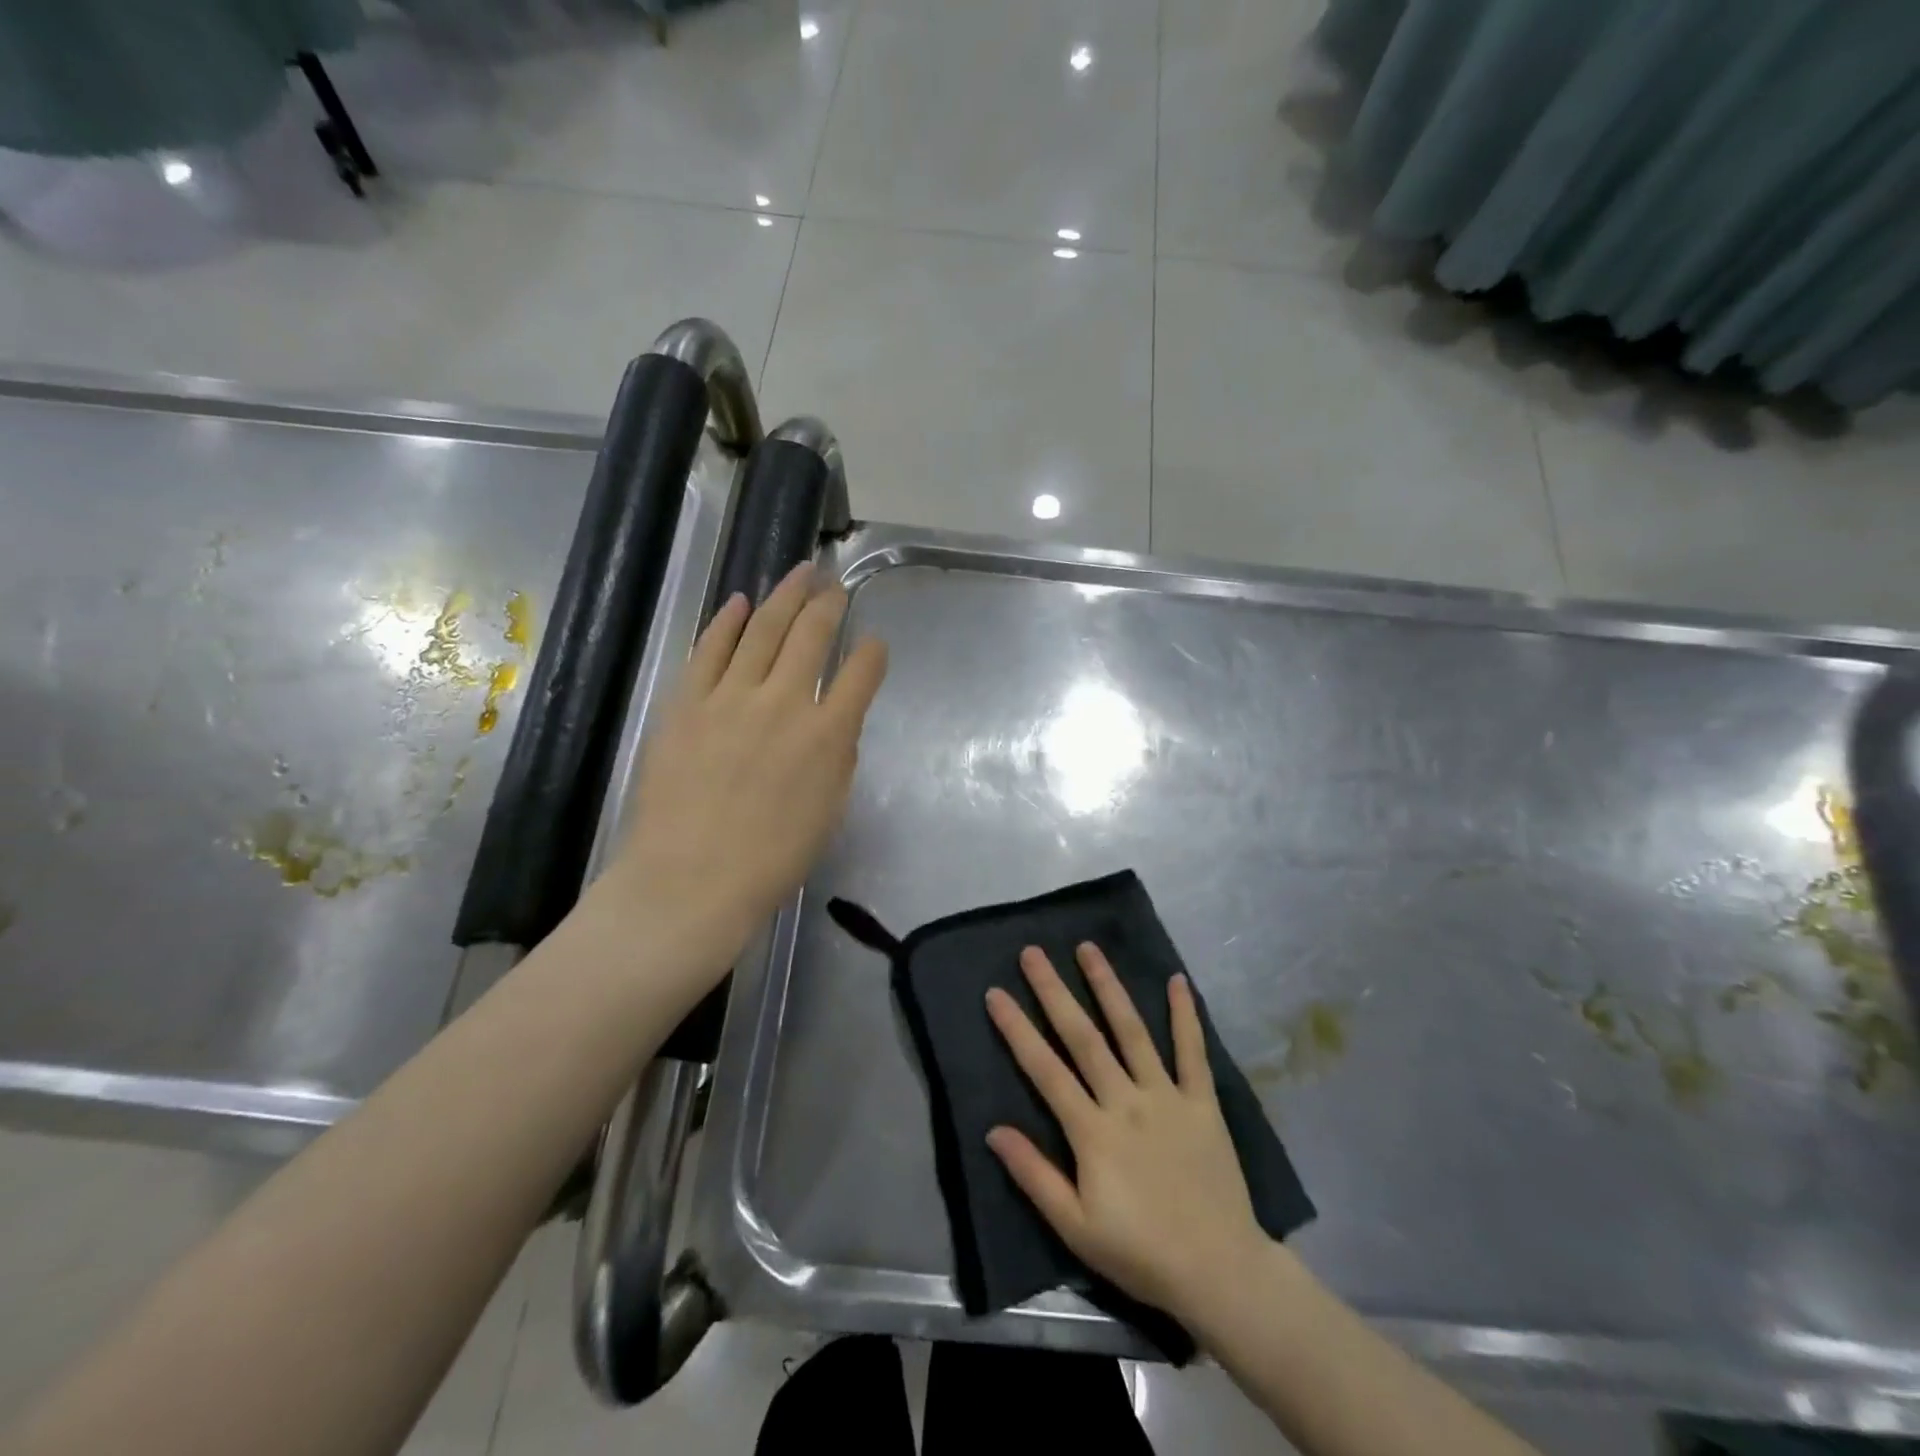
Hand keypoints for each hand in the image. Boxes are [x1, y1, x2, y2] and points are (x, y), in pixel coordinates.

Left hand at [604, 562, 886, 971]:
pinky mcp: (688, 702)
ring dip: (785, 596)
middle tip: (835, 584)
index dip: (873, 653)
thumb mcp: (828, 811)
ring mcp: (732, 697)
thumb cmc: (771, 859)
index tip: (874, 644)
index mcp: (828, 734)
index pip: (861, 674)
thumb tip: (834, 721)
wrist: (691, 881)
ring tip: (800, 571)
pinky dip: (727, 621)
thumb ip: (838, 757)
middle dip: (828, 604)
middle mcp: (785, 702)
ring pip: (762, 629)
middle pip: (812, 635)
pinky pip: (710, 650)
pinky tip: (740, 601)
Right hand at [985, 944, 1267, 1323]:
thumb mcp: (1075, 1226)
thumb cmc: (1140, 1252)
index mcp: (1092, 1131)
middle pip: (1082, 1036)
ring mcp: (1167, 1096)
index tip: (996, 993)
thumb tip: (993, 1129)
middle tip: (1033, 953)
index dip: (1017, 1029)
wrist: (1220, 1271)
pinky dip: (1186, 1015)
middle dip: (1054, 991)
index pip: (1044, 1069)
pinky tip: (1179, 980)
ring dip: (1108, 986)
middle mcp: (1126, 1100)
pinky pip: (1193, 1052)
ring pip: (1132, 1031)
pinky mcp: (1203, 1102)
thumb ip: (1034, 1175)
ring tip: (1088, 948)